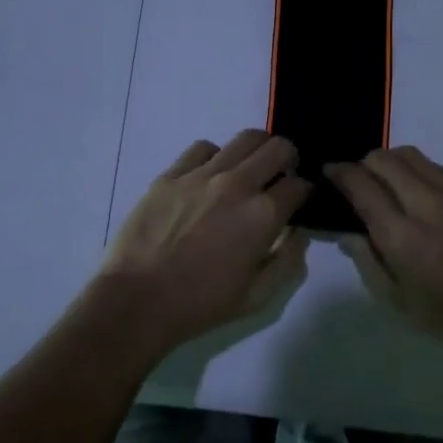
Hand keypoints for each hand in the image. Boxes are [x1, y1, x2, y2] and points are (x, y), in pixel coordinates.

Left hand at [98, 131, 311, 349]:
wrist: (137, 300)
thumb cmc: (200, 304)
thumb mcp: (257, 297)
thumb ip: (287, 261)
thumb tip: (299, 234)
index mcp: (263, 216)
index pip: (299, 185)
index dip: (305, 193)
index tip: (298, 202)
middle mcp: (237, 185)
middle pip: (278, 147)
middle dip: (288, 159)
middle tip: (279, 177)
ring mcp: (201, 175)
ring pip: (245, 138)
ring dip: (257, 151)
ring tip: (249, 169)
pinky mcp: (171, 174)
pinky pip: (203, 148)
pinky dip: (216, 156)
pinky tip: (210, 176)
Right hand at [327, 147, 442, 380]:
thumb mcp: (402, 305)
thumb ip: (369, 264)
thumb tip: (349, 234)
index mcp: (402, 236)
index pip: (361, 184)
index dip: (339, 173)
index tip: (330, 173)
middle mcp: (427, 205)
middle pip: (385, 159)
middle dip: (363, 163)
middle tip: (358, 181)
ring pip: (414, 157)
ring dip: (391, 162)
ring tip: (388, 183)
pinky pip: (440, 171)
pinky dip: (420, 173)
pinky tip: (423, 197)